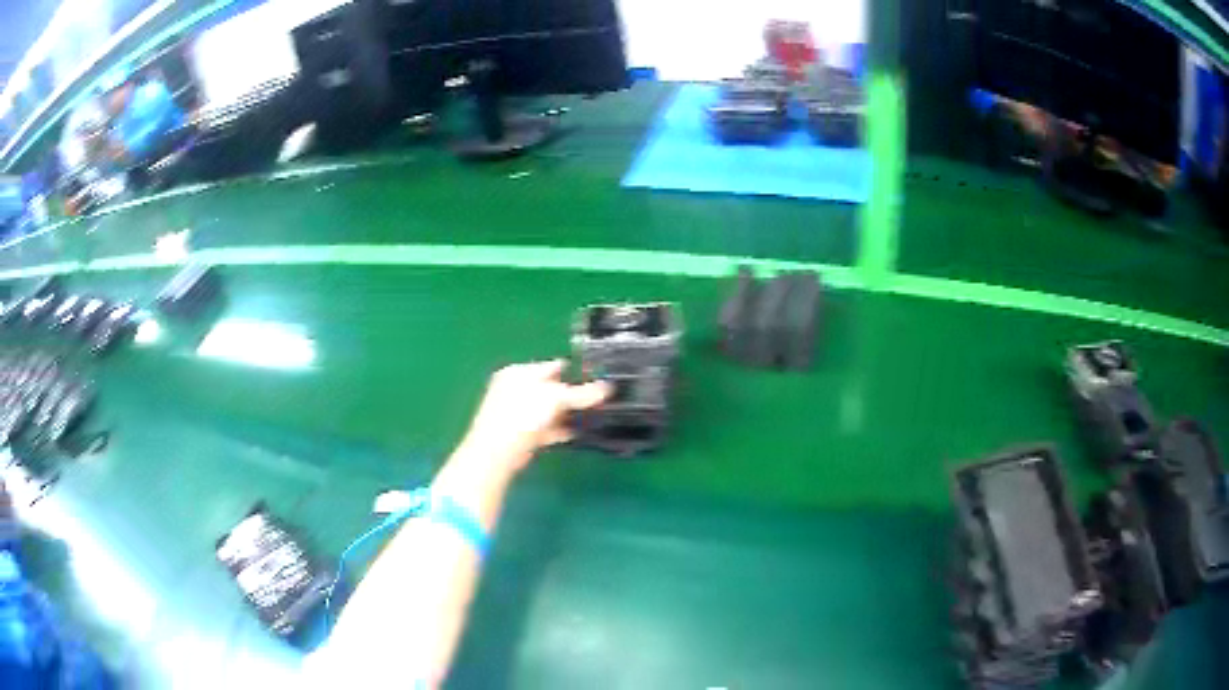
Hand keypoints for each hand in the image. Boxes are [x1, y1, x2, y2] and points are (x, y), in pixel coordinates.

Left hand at [461, 360, 609, 475]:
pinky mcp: (522, 433)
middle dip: (573, 395)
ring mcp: (517, 412)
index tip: (597, 379)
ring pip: (549, 409)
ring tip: (592, 417)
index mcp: (520, 372)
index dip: (574, 372)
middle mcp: (516, 389)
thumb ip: (581, 394)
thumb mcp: (555, 398)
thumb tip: (607, 388)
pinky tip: (577, 433)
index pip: (552, 366)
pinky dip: (560, 429)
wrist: (497, 452)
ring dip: (568, 414)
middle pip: (552, 388)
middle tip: (597, 400)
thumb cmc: (522, 415)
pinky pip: (546, 427)